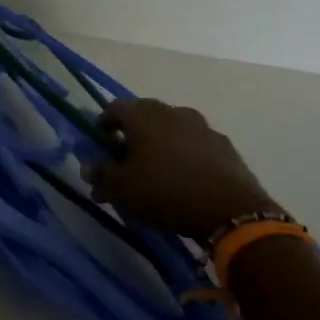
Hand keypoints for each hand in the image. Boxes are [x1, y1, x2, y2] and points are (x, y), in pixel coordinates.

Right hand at [89, 98, 277, 242]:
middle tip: (124, 160)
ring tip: (155, 172)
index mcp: (144, 115)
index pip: (114, 108)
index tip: (100, 144)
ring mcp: (203, 127)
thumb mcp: (120, 188)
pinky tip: (183, 179)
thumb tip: (89, 167)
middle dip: (131, 136)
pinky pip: (194, 144)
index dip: (103, 125)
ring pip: (171, 130)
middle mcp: (173, 112)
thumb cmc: (164, 192)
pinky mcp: (224, 146)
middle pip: (144, 116)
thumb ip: (100, 174)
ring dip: (159, 145)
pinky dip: (183, 155)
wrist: (230, 210)